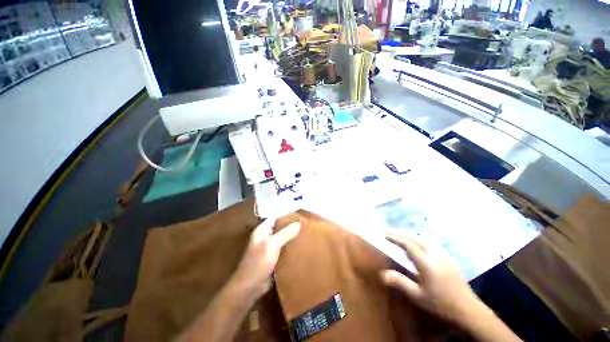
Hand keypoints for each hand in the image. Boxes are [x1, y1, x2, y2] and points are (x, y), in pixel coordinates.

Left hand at [229, 218, 299, 300]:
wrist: (250, 287)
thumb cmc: (259, 262)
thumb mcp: (272, 245)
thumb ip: (285, 233)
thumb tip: (298, 223)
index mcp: (262, 230)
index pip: (276, 218)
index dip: (287, 216)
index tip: (300, 215)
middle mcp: (265, 237)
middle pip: (280, 228)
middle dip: (291, 226)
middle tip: (305, 225)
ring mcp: (269, 248)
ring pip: (283, 238)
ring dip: (292, 237)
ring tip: (305, 234)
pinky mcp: (273, 258)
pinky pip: (283, 249)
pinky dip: (290, 247)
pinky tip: (300, 247)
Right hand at [380, 232, 479, 322]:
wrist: (468, 309)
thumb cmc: (441, 304)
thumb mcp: (418, 296)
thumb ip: (401, 283)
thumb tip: (382, 274)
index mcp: (427, 263)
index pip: (408, 245)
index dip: (395, 238)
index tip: (384, 234)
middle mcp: (435, 255)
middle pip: (415, 238)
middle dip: (400, 233)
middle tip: (388, 231)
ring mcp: (443, 255)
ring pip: (424, 238)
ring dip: (410, 234)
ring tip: (400, 235)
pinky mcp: (448, 257)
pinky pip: (430, 242)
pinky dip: (419, 238)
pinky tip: (417, 242)